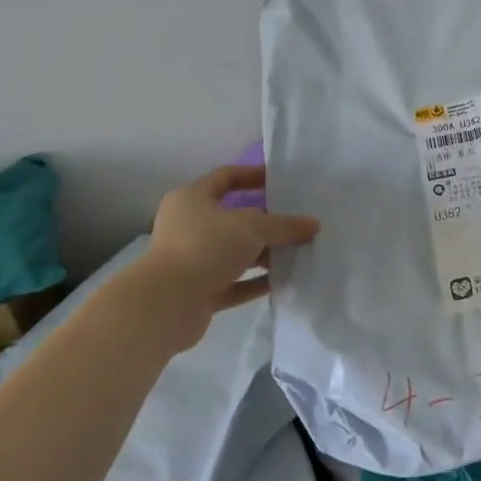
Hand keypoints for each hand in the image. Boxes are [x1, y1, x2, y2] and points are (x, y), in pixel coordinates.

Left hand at [128, 165, 319, 348]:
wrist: (166, 304)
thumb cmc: (206, 247)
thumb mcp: (253, 227)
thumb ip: (285, 225)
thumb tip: (313, 224)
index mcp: (192, 199)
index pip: (225, 177)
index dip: (253, 175)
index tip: (280, 181)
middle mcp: (188, 226)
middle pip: (233, 218)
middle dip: (265, 221)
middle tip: (296, 221)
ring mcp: (191, 261)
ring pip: (234, 253)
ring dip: (263, 254)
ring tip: (297, 253)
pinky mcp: (198, 291)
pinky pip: (233, 282)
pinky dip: (255, 281)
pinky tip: (283, 281)